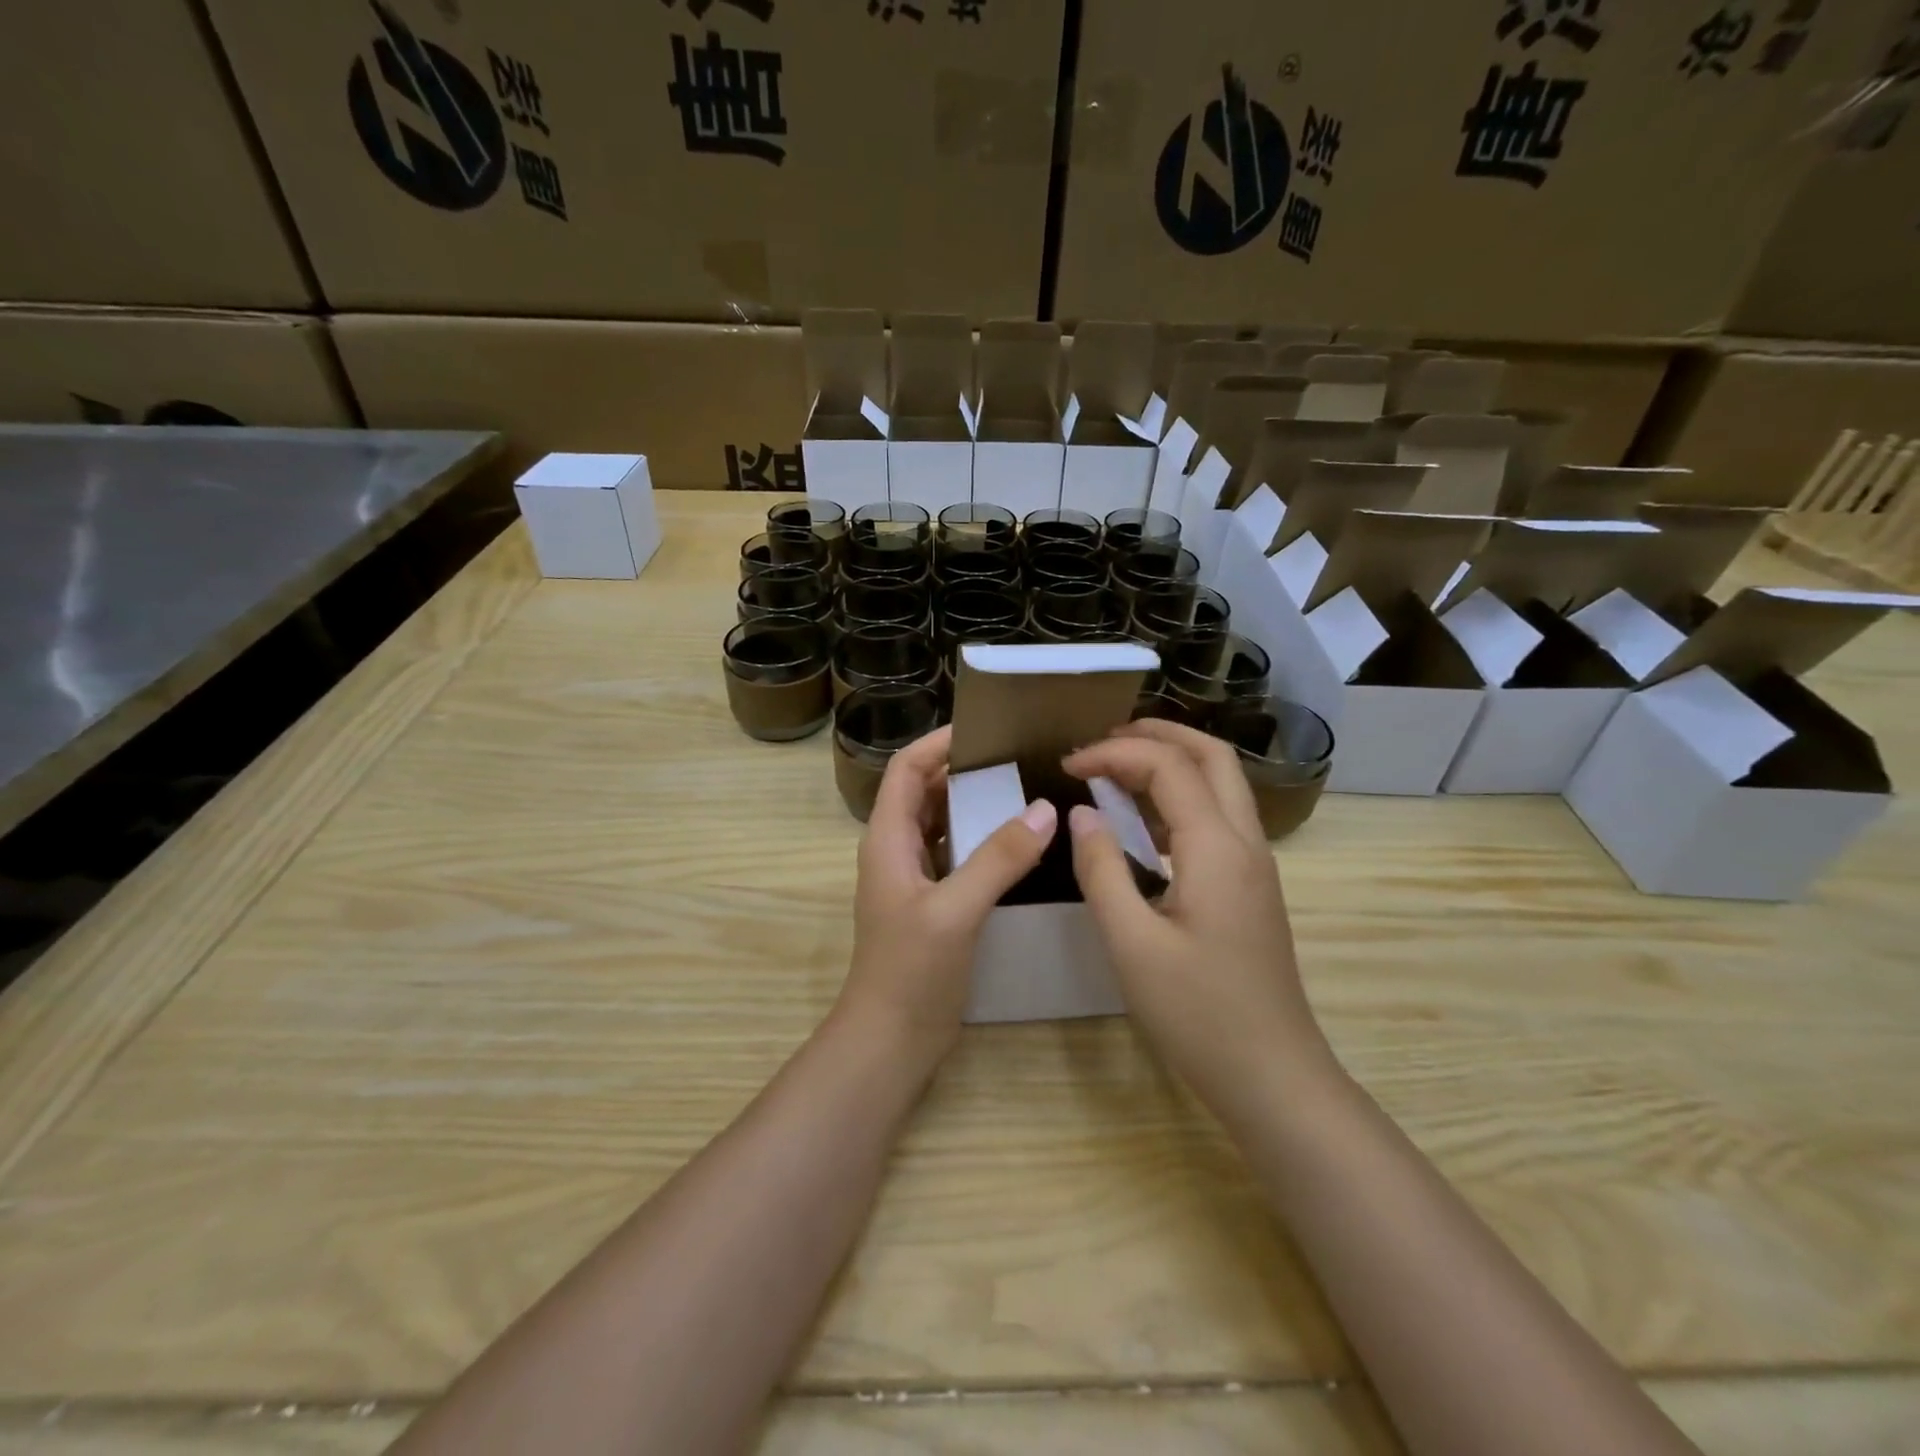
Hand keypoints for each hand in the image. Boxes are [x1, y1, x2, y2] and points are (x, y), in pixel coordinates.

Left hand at [839, 726, 1056, 1064]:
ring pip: (943, 824)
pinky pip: (957, 855)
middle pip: (925, 792)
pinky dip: (982, 841)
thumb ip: (998, 858)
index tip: (983, 729)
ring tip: (1025, 790)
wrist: (891, 1040)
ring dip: (975, 805)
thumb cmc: (911, 971)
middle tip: (1017, 757)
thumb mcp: (956, 910)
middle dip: (963, 770)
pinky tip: (1020, 844)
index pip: (906, 770)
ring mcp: (915, 879)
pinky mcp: (934, 903)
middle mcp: (897, 850)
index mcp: (888, 839)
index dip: (937, 743)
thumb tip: (1045, 809)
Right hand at [1062, 721, 1335, 1121]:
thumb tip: (1081, 812)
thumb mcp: (1131, 944)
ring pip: (1220, 782)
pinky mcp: (1251, 886)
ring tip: (1115, 766)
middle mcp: (1245, 842)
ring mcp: (1255, 864)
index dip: (1113, 753)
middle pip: (1210, 754)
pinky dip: (1180, 796)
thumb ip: (1102, 869)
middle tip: (1100, 741)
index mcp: (1216, 847)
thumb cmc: (1198, 1014)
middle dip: (1156, 733)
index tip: (1066, 767)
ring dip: (1171, 760)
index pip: (1167, 766)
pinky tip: (1143, 821)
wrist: (1273, 1076)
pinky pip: (1218, 816)